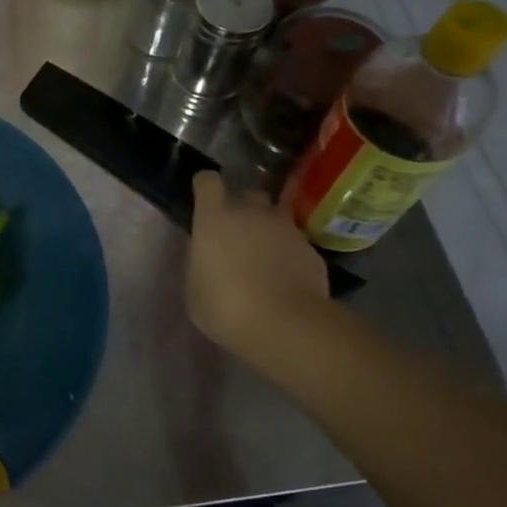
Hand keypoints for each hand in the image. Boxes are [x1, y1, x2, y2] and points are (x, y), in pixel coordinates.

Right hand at [187, 171, 333, 371]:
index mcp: (215, 219)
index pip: (208, 182)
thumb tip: (208, 257)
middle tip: (238, 229)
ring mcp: (286, 229)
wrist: (285, 324)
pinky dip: (290, 253)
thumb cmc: (225, 307)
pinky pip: (296, 243)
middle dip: (244, 206)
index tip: (204, 194)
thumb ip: (201, 263)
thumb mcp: (195, 287)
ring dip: (269, 228)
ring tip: (265, 253)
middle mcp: (251, 213)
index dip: (205, 184)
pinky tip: (286, 275)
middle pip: (249, 193)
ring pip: (277, 215)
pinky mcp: (311, 250)